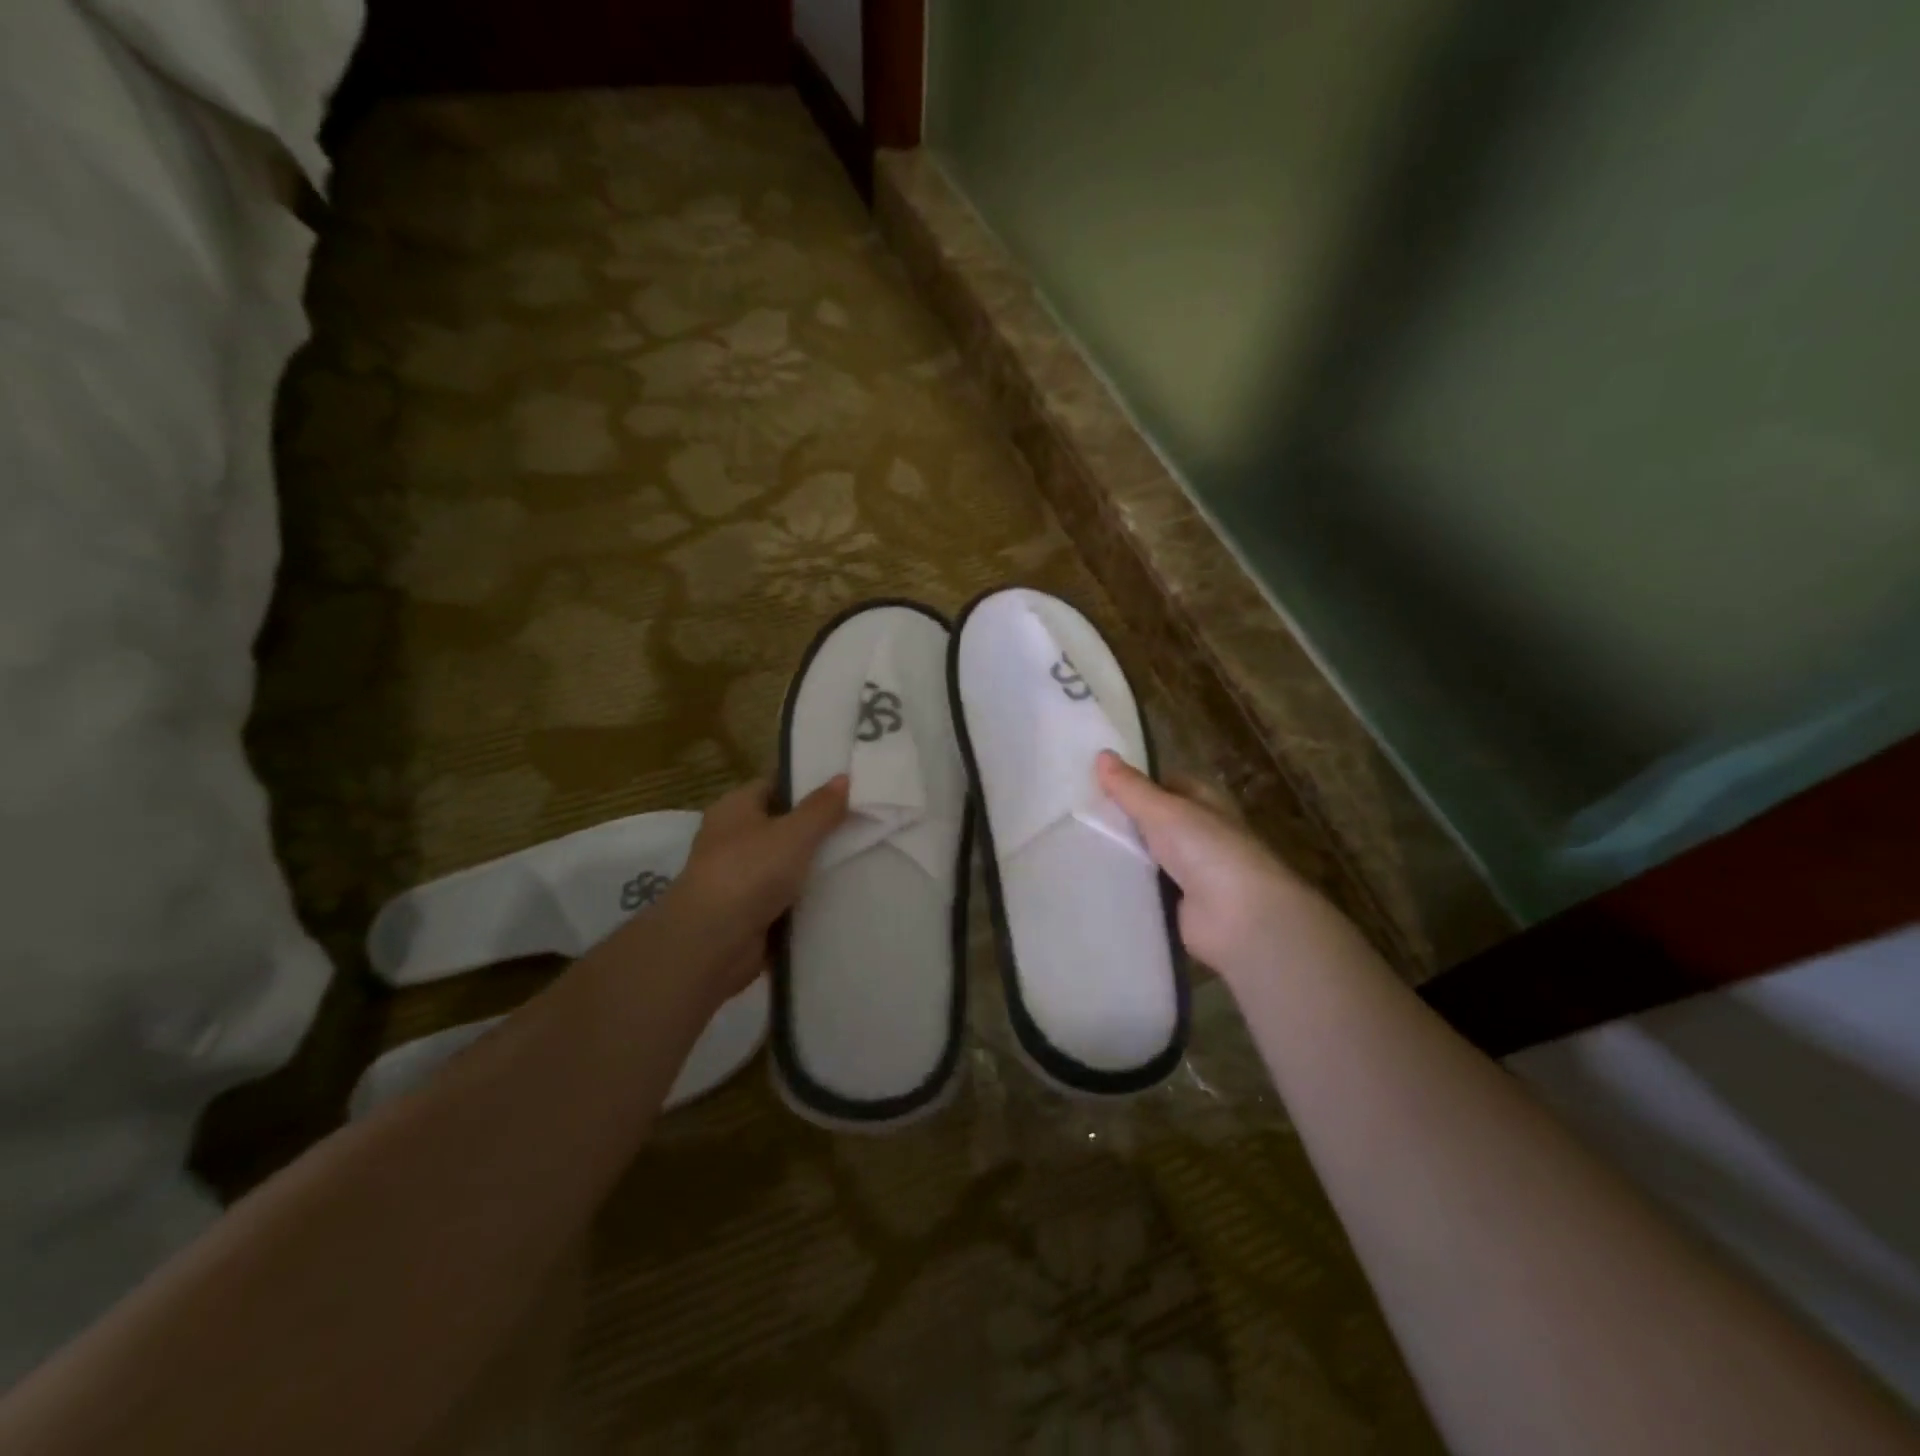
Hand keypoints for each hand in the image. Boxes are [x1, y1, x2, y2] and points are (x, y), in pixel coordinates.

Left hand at [651, 776, 849, 1000]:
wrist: (712, 944)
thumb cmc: (749, 873)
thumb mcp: (794, 833)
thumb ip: (822, 808)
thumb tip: (843, 777)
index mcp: (735, 808)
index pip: (774, 785)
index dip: (807, 784)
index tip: (846, 787)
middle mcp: (733, 838)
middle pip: (783, 825)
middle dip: (818, 827)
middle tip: (861, 822)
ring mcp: (740, 877)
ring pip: (787, 863)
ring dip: (814, 865)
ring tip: (861, 856)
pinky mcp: (749, 912)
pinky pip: (786, 897)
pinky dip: (807, 897)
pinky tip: (841, 894)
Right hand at [1097, 751, 1336, 986]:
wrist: (1239, 918)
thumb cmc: (1207, 851)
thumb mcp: (1164, 811)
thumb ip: (1131, 788)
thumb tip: (1101, 754)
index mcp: (1204, 804)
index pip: (1165, 785)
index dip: (1134, 783)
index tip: (1093, 782)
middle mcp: (1198, 835)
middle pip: (1152, 823)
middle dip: (1120, 821)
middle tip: (1073, 816)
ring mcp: (1189, 873)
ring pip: (1145, 858)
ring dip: (1119, 856)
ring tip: (1071, 847)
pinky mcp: (1177, 907)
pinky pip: (1143, 891)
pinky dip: (1123, 888)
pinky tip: (1091, 882)